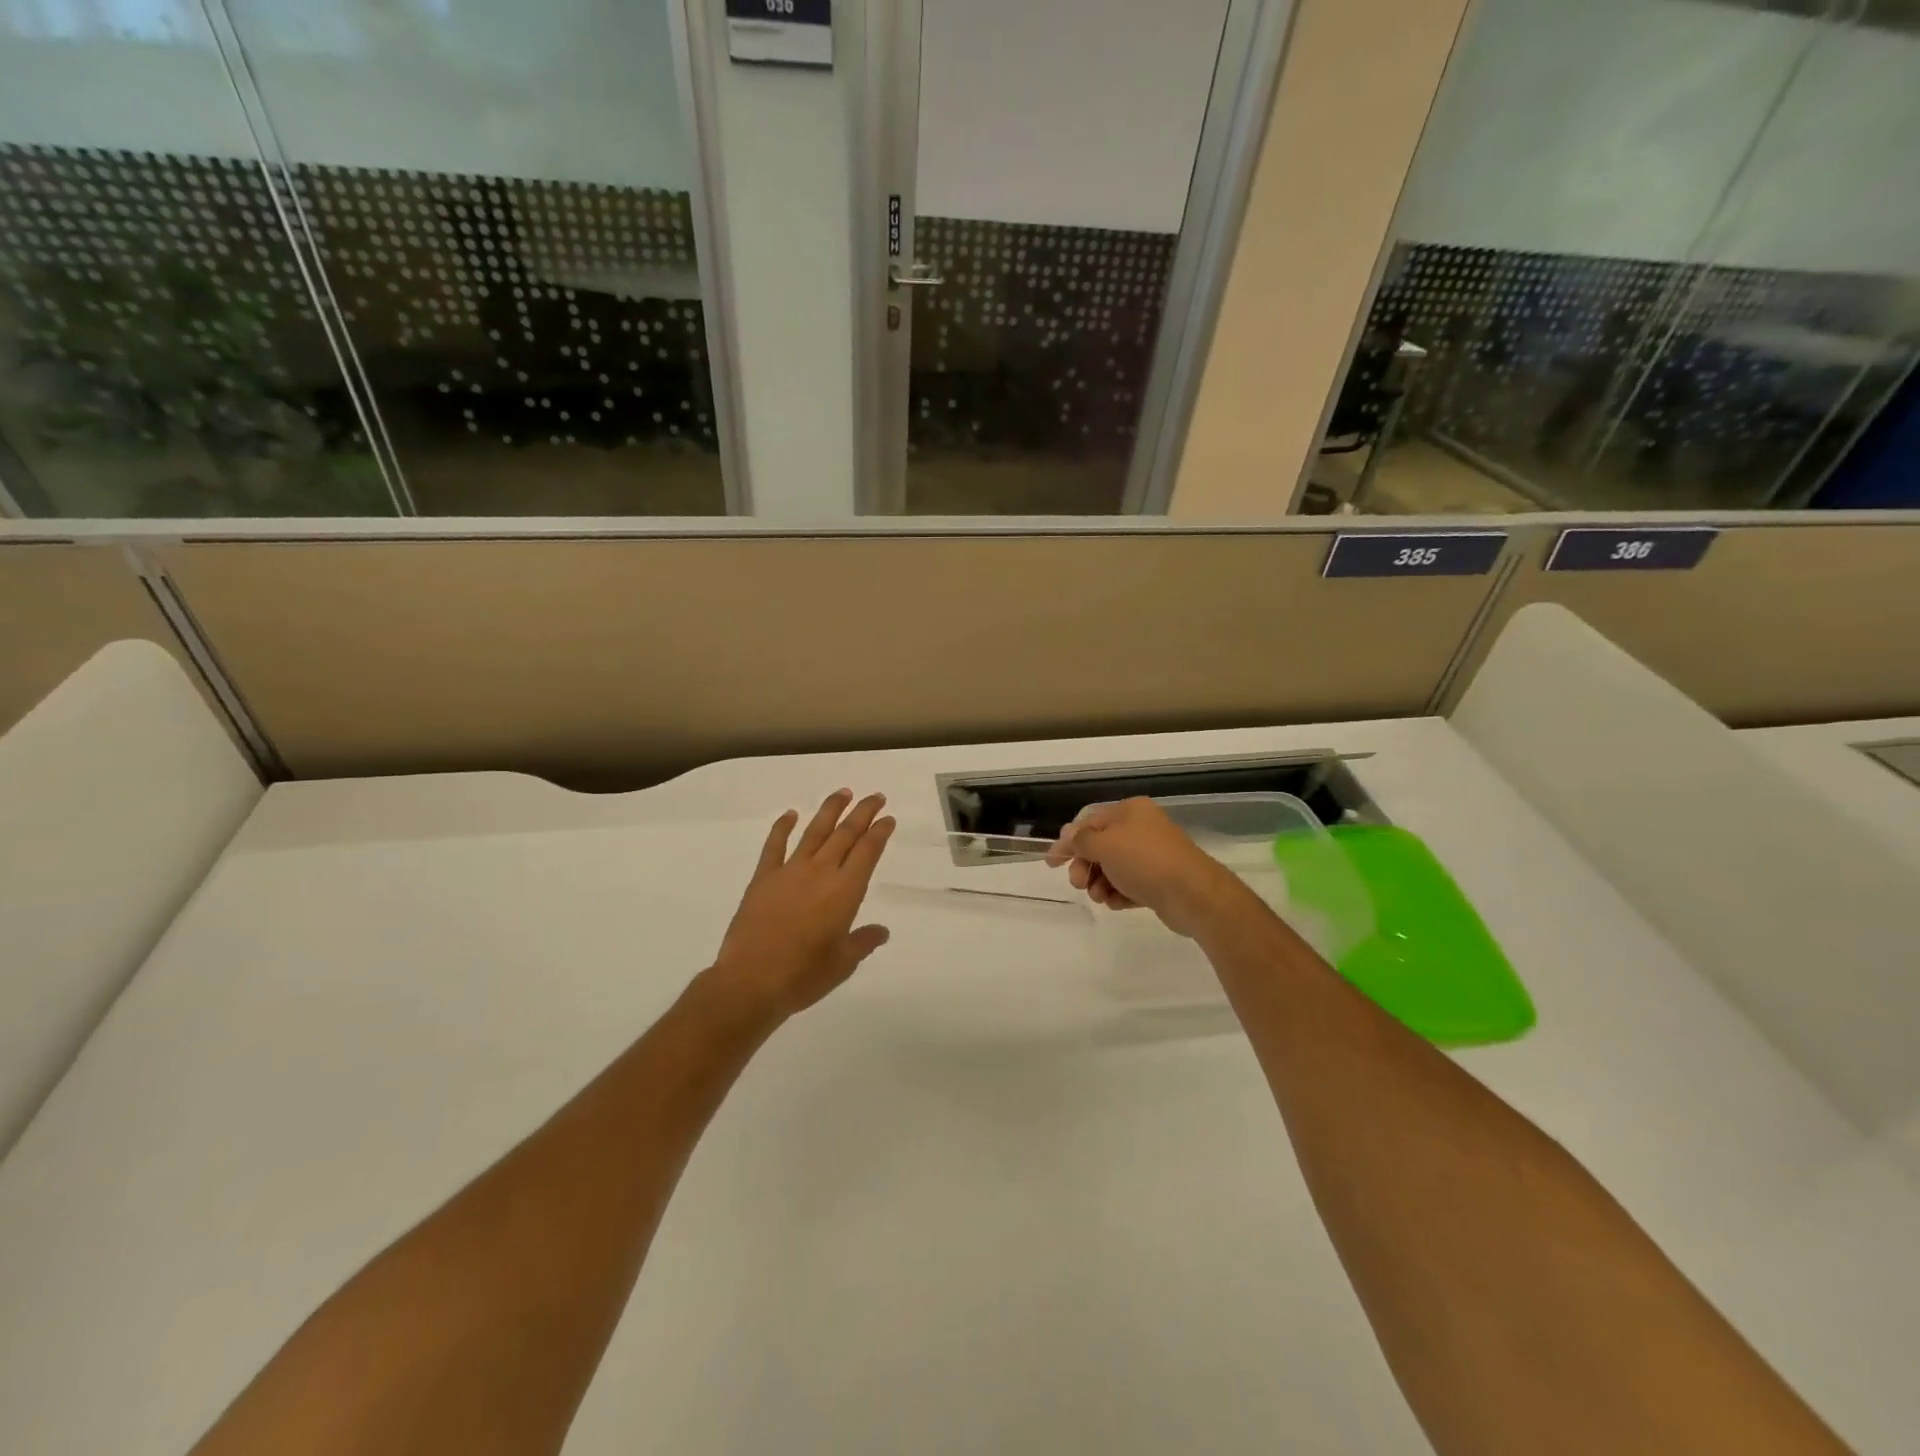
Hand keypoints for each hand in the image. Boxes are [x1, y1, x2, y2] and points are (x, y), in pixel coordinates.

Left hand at [707, 790, 896, 1023]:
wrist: (751, 981)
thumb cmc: (804, 975)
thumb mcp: (843, 963)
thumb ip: (863, 942)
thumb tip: (881, 931)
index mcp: (845, 891)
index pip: (868, 852)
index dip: (880, 832)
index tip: (888, 818)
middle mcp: (821, 873)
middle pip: (846, 834)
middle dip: (863, 812)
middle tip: (875, 796)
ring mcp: (790, 871)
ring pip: (814, 831)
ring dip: (830, 810)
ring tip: (842, 792)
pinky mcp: (764, 878)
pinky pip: (775, 845)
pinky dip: (783, 827)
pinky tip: (790, 814)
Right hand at [1046, 797, 1237, 937]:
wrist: (1192, 894)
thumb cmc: (1145, 861)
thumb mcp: (1105, 845)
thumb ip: (1081, 840)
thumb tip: (1068, 834)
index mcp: (1130, 811)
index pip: (1089, 822)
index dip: (1068, 842)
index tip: (1051, 863)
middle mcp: (1141, 829)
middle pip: (1099, 847)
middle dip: (1085, 866)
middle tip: (1079, 883)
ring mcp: (1151, 856)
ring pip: (1112, 868)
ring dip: (1099, 883)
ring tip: (1101, 896)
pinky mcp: (1158, 882)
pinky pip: (1128, 885)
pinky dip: (1118, 893)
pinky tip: (1117, 903)